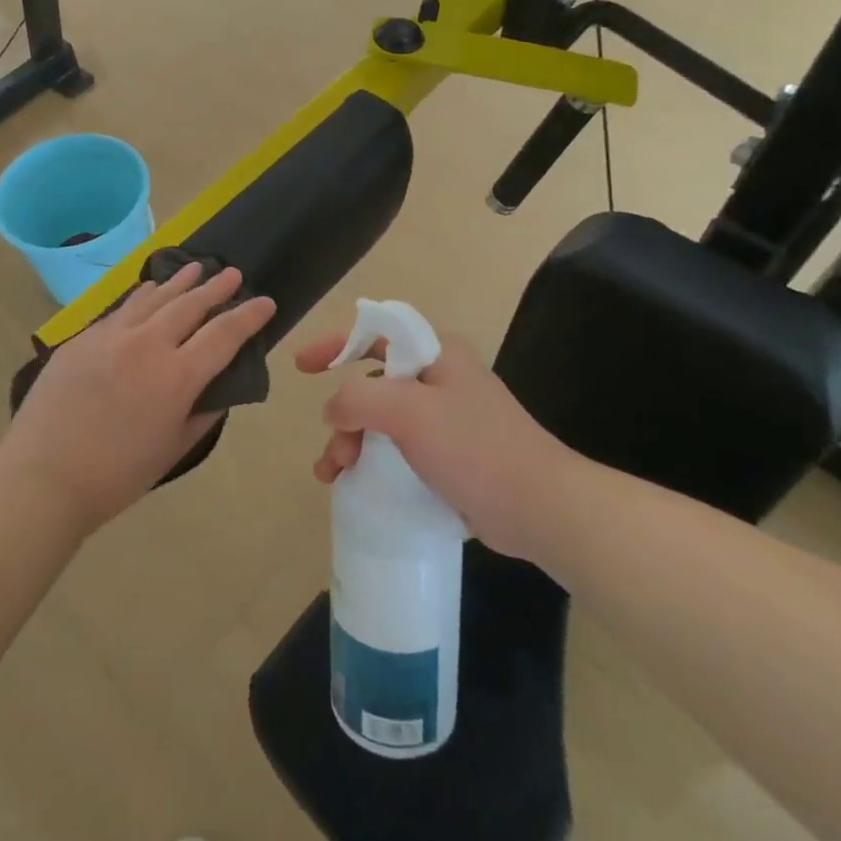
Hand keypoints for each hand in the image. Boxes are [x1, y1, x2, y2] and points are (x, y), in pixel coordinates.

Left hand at [0, 264, 276, 536]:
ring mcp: (111, 336)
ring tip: (196, 268)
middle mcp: (147, 345)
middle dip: (215, 288)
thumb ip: (201, 414)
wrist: (43, 478)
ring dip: (179, 282)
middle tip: (232, 274)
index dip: (248, 316)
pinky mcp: (82, 338)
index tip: (266, 302)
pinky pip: (121, 309)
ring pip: (153, 298)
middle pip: (189, 305)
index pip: (223, 335)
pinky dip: (142, 296)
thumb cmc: (116, 475)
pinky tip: (148, 290)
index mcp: (177, 377)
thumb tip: (215, 390)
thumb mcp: (173, 449)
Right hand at [294, 328, 580, 560]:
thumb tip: (333, 410)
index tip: (302, 366)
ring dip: (351, 444)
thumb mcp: (409, 412)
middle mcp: (440, 380)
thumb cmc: (474, 448)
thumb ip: (358, 399)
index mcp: (436, 355)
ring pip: (381, 421)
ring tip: (334, 476)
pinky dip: (373, 463)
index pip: (376, 333)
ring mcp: (446, 420)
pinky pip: (398, 450)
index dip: (336, 344)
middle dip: (343, 416)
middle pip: (373, 384)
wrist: (539, 508)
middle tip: (334, 453)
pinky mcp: (450, 456)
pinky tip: (357, 487)